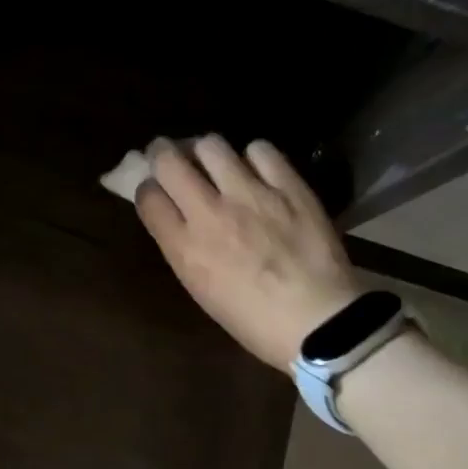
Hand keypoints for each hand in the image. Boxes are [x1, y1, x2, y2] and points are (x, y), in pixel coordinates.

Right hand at [134, 136, 360, 368]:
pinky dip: (254, 157)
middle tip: (170, 155)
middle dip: (162, 153)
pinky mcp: (288, 186)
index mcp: (184, 247)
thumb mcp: (202, 290)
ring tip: (216, 161)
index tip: (157, 190)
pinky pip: (260, 150)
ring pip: (211, 145)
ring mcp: (250, 194)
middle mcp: (209, 212)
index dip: (148, 188)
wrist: (320, 323)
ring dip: (206, 151)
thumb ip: (185, 248)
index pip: (147, 195)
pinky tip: (258, 169)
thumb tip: (180, 218)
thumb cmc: (254, 322)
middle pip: (168, 160)